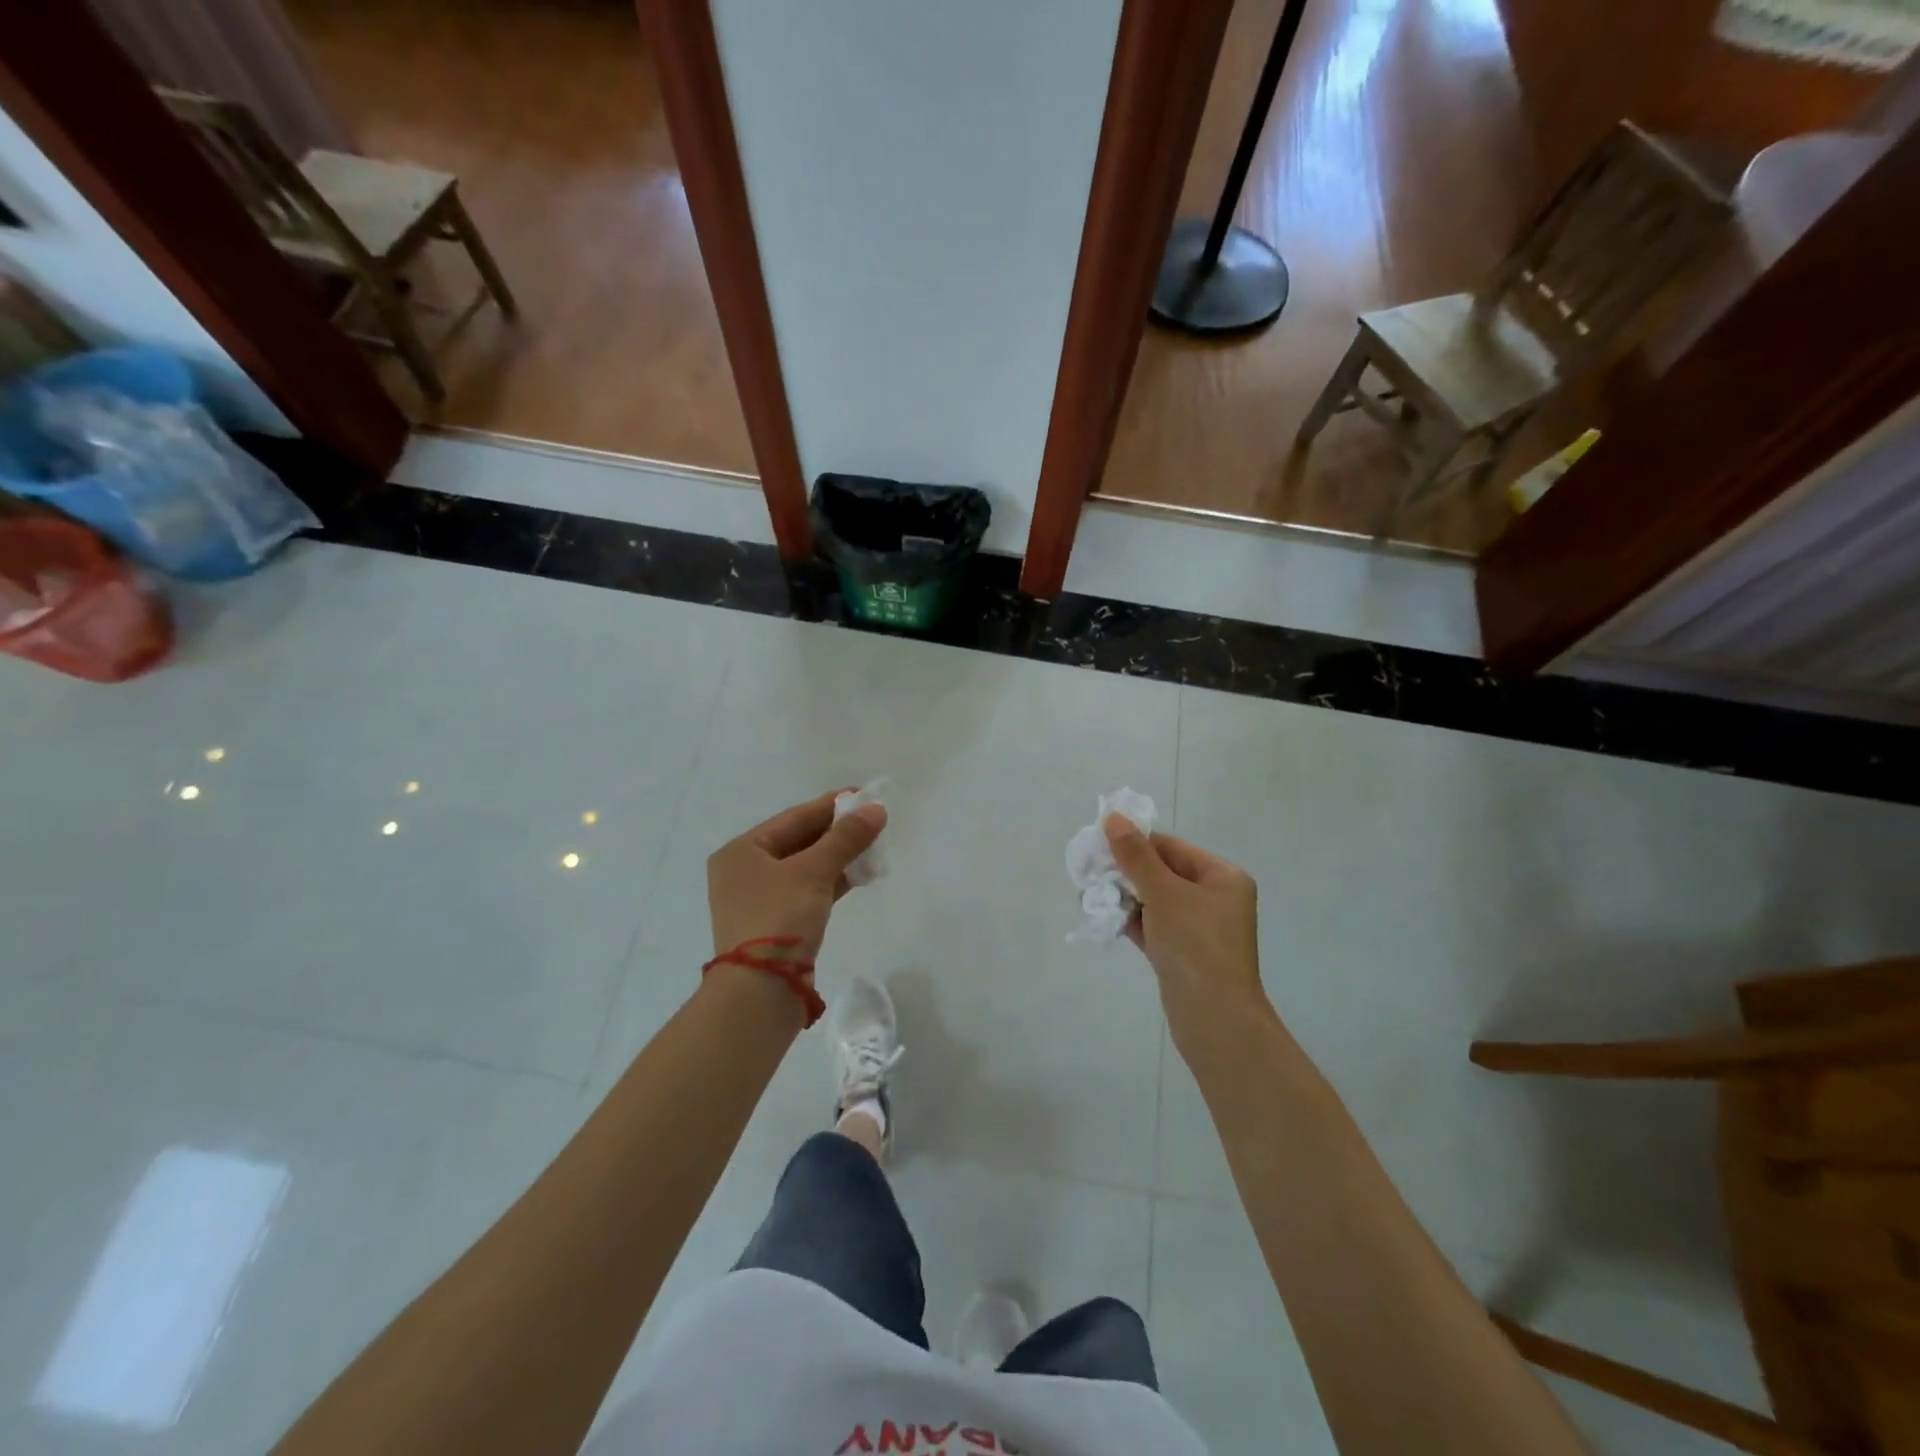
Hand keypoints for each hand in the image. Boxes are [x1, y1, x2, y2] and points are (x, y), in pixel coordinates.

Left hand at [708, 790, 887, 960]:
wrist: (760, 991)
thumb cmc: (779, 917)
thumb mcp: (814, 872)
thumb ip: (845, 838)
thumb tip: (876, 809)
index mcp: (742, 851)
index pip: (794, 818)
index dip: (831, 806)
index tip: (864, 795)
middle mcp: (745, 871)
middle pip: (799, 841)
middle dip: (837, 833)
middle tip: (873, 821)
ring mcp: (759, 900)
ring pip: (805, 868)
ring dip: (837, 857)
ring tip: (873, 846)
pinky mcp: (775, 923)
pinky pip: (807, 891)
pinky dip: (831, 881)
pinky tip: (859, 875)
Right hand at [1104, 815, 1268, 1050]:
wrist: (1215, 1019)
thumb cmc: (1195, 945)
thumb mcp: (1163, 893)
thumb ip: (1135, 855)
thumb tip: (1113, 817)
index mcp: (1222, 876)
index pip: (1171, 847)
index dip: (1135, 843)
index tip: (1098, 845)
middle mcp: (1215, 898)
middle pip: (1162, 872)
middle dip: (1125, 871)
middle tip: (1089, 871)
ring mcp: (1200, 928)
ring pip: (1155, 900)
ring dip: (1124, 896)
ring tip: (1090, 895)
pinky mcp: (1183, 953)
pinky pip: (1153, 926)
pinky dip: (1131, 920)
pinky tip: (1102, 917)